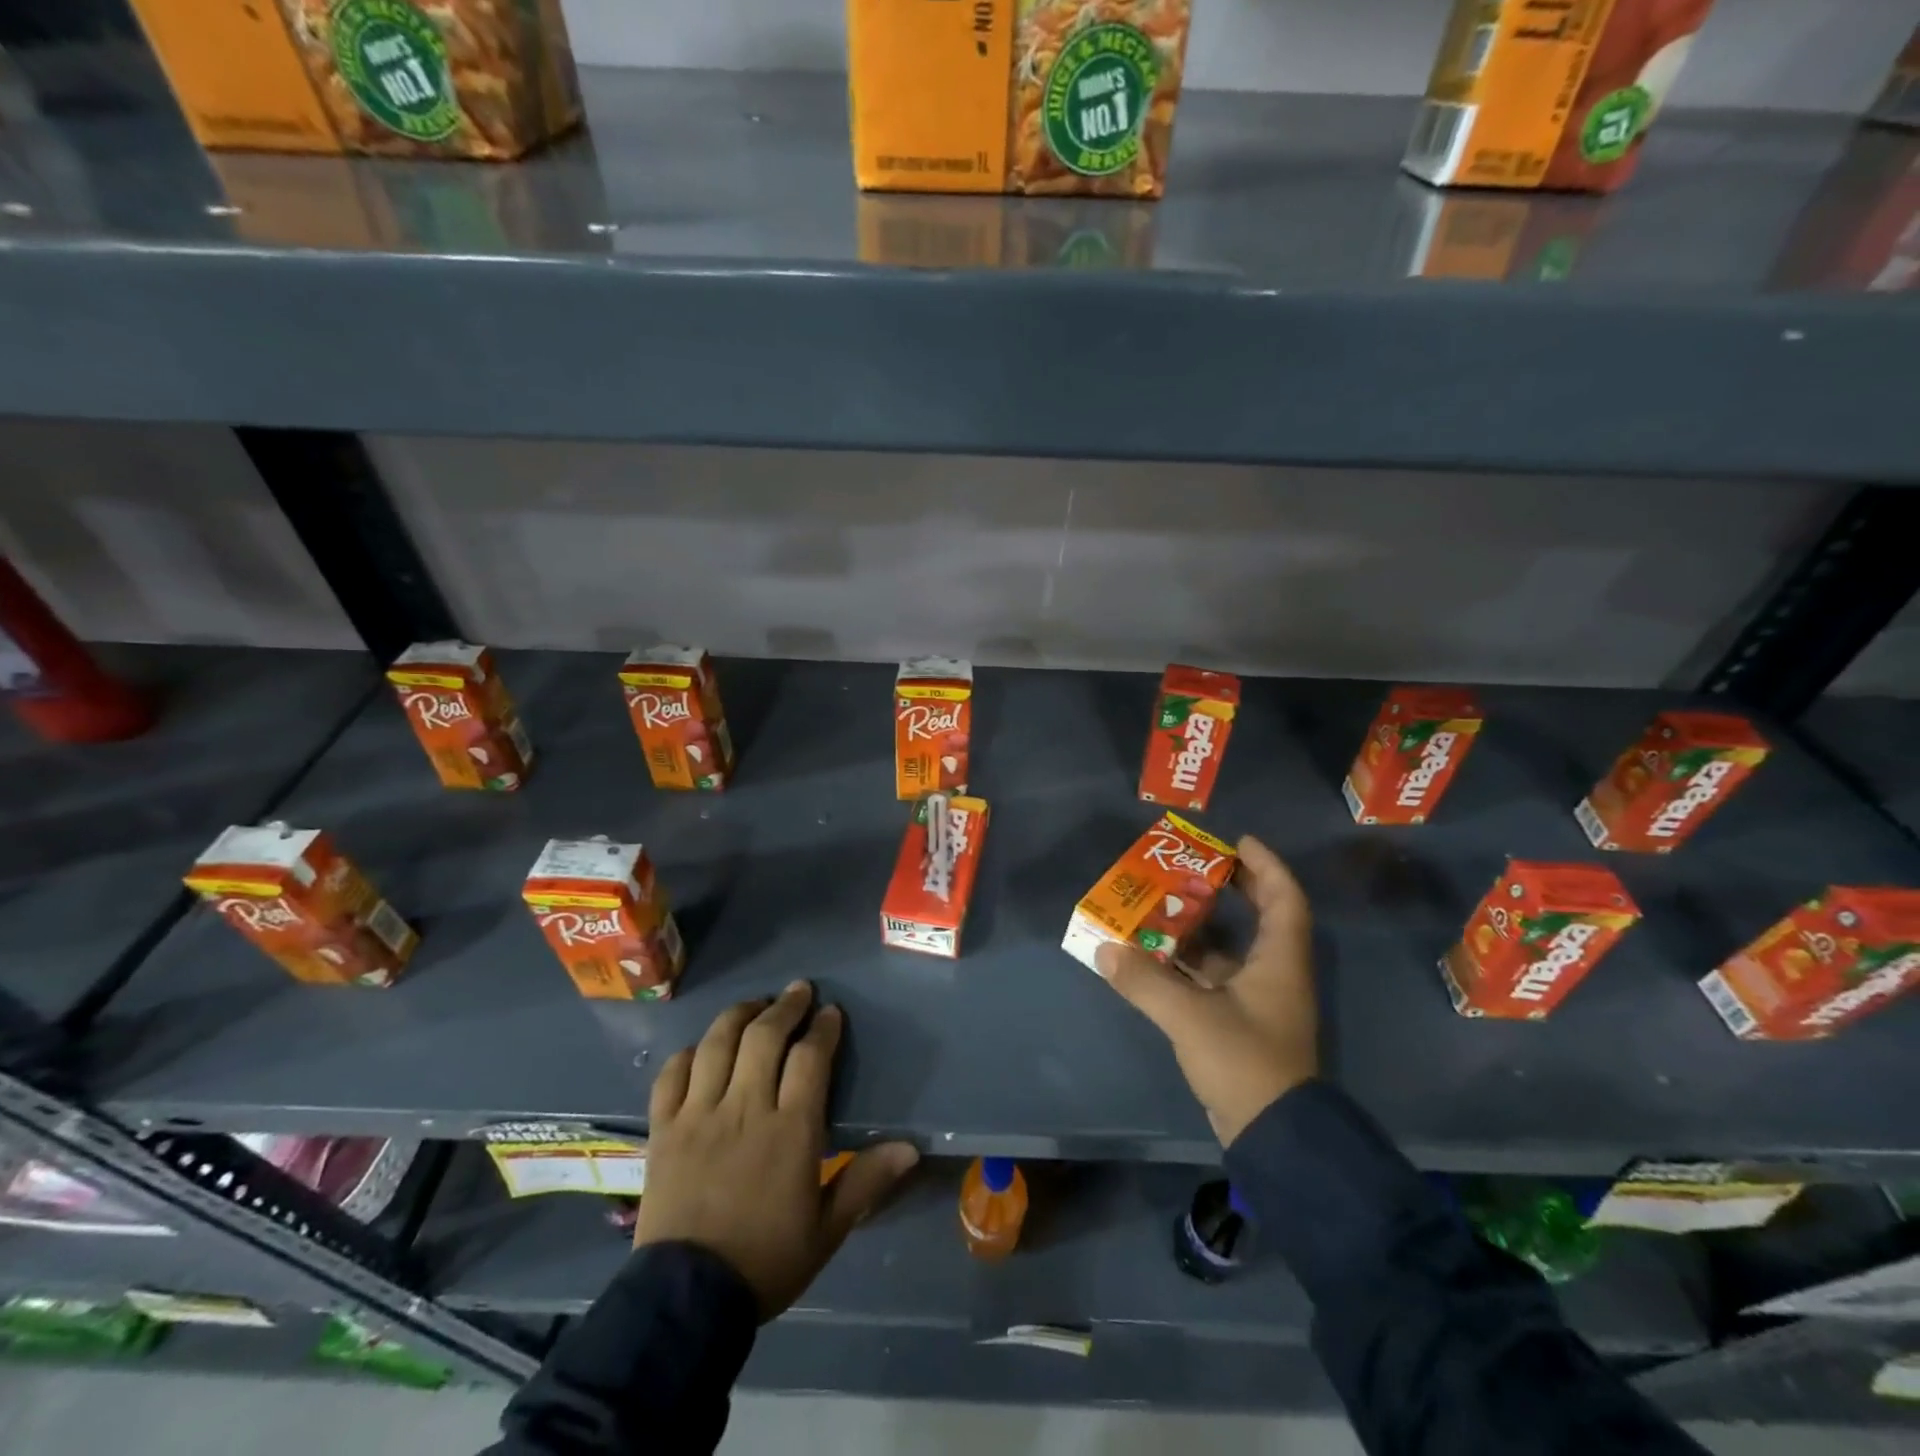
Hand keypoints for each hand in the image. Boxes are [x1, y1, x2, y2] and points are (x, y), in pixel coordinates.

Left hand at [636, 981, 918, 1319]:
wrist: (686, 1302)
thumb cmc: (765, 1262)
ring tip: (755, 1005)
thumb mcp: (827, 1230)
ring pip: (718, 1044)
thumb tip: (911, 1148)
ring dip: (740, 1015)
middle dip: (786, 1006)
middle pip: (765, 1036)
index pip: (811, 1058)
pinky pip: (672, 1074)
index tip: (831, 1013)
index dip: (823, 1028)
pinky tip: (702, 1048)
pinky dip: (689, 1053)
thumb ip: (866, 1182)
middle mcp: (745, 1108)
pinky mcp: (664, 1129)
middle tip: (799, 990)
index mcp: (790, 1130)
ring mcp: (699, 1114)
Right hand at [1094, 835, 1317, 1146]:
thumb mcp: (1191, 1017)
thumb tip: (1104, 949)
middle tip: (1192, 868)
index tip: (1237, 842)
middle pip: (1259, 918)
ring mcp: (1257, 1002)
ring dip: (1198, 928)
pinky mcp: (1240, 1025)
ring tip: (1159, 906)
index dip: (1266, 865)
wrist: (1274, 1136)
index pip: (1285, 898)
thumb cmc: (1245, 1062)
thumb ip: (1145, 981)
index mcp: (1279, 961)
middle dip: (1229, 889)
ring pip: (1229, 951)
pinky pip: (1212, 979)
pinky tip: (1152, 958)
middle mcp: (1273, 974)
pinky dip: (1186, 965)